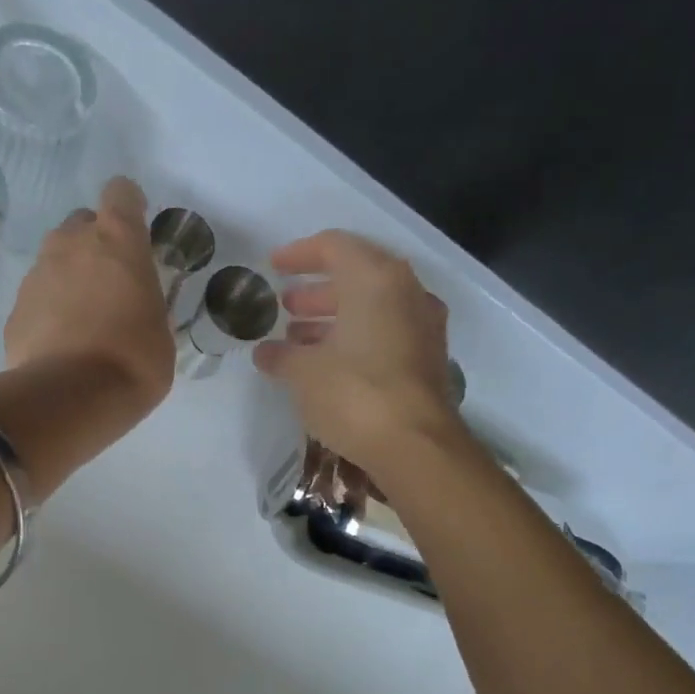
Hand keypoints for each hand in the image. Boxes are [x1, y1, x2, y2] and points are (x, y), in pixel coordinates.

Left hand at [5, 177, 173, 416]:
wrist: (71, 397)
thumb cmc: (135, 360)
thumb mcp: (162, 332)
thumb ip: (148, 304)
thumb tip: (138, 307)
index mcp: (118, 240)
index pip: (120, 193)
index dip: (129, 205)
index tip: (136, 228)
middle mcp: (72, 243)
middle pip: (83, 223)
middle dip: (96, 244)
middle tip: (112, 283)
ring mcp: (38, 273)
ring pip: (56, 258)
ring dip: (71, 276)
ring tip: (86, 318)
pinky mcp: (16, 307)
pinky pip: (38, 296)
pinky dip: (50, 309)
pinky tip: (63, 343)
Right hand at [255, 230, 461, 472]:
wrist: (416, 446)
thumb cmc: (354, 394)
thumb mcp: (304, 373)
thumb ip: (281, 355)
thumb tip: (266, 353)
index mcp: (375, 279)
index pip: (334, 247)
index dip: (299, 254)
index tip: (273, 267)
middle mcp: (406, 292)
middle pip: (356, 276)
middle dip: (317, 291)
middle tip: (286, 306)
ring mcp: (423, 325)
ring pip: (372, 307)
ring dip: (334, 318)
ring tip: (298, 338)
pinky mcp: (428, 357)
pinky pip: (386, 332)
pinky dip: (356, 338)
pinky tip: (329, 363)